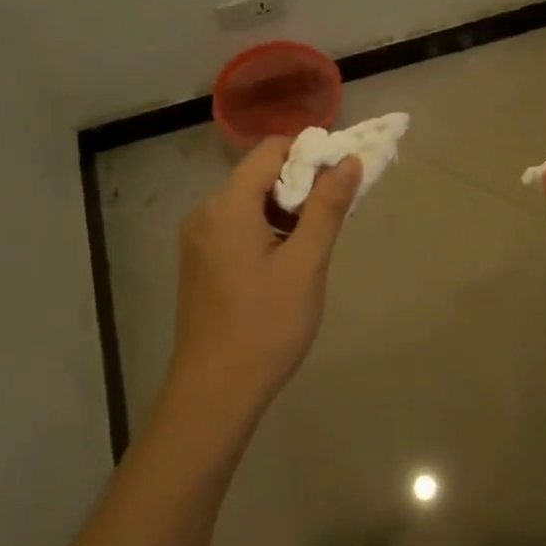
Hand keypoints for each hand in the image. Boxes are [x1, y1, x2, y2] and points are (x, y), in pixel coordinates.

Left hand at [168, 137, 360, 423]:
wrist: (213, 395)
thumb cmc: (265, 327)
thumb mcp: (306, 264)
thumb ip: (327, 207)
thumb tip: (348, 160)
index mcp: (227, 205)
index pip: (271, 150)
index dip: (310, 154)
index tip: (341, 178)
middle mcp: (205, 212)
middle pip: (258, 175)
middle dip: (300, 184)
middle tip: (333, 215)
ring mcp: (197, 239)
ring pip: (249, 202)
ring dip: (285, 209)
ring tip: (314, 243)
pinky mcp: (199, 262)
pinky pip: (236, 226)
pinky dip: (266, 228)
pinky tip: (286, 261)